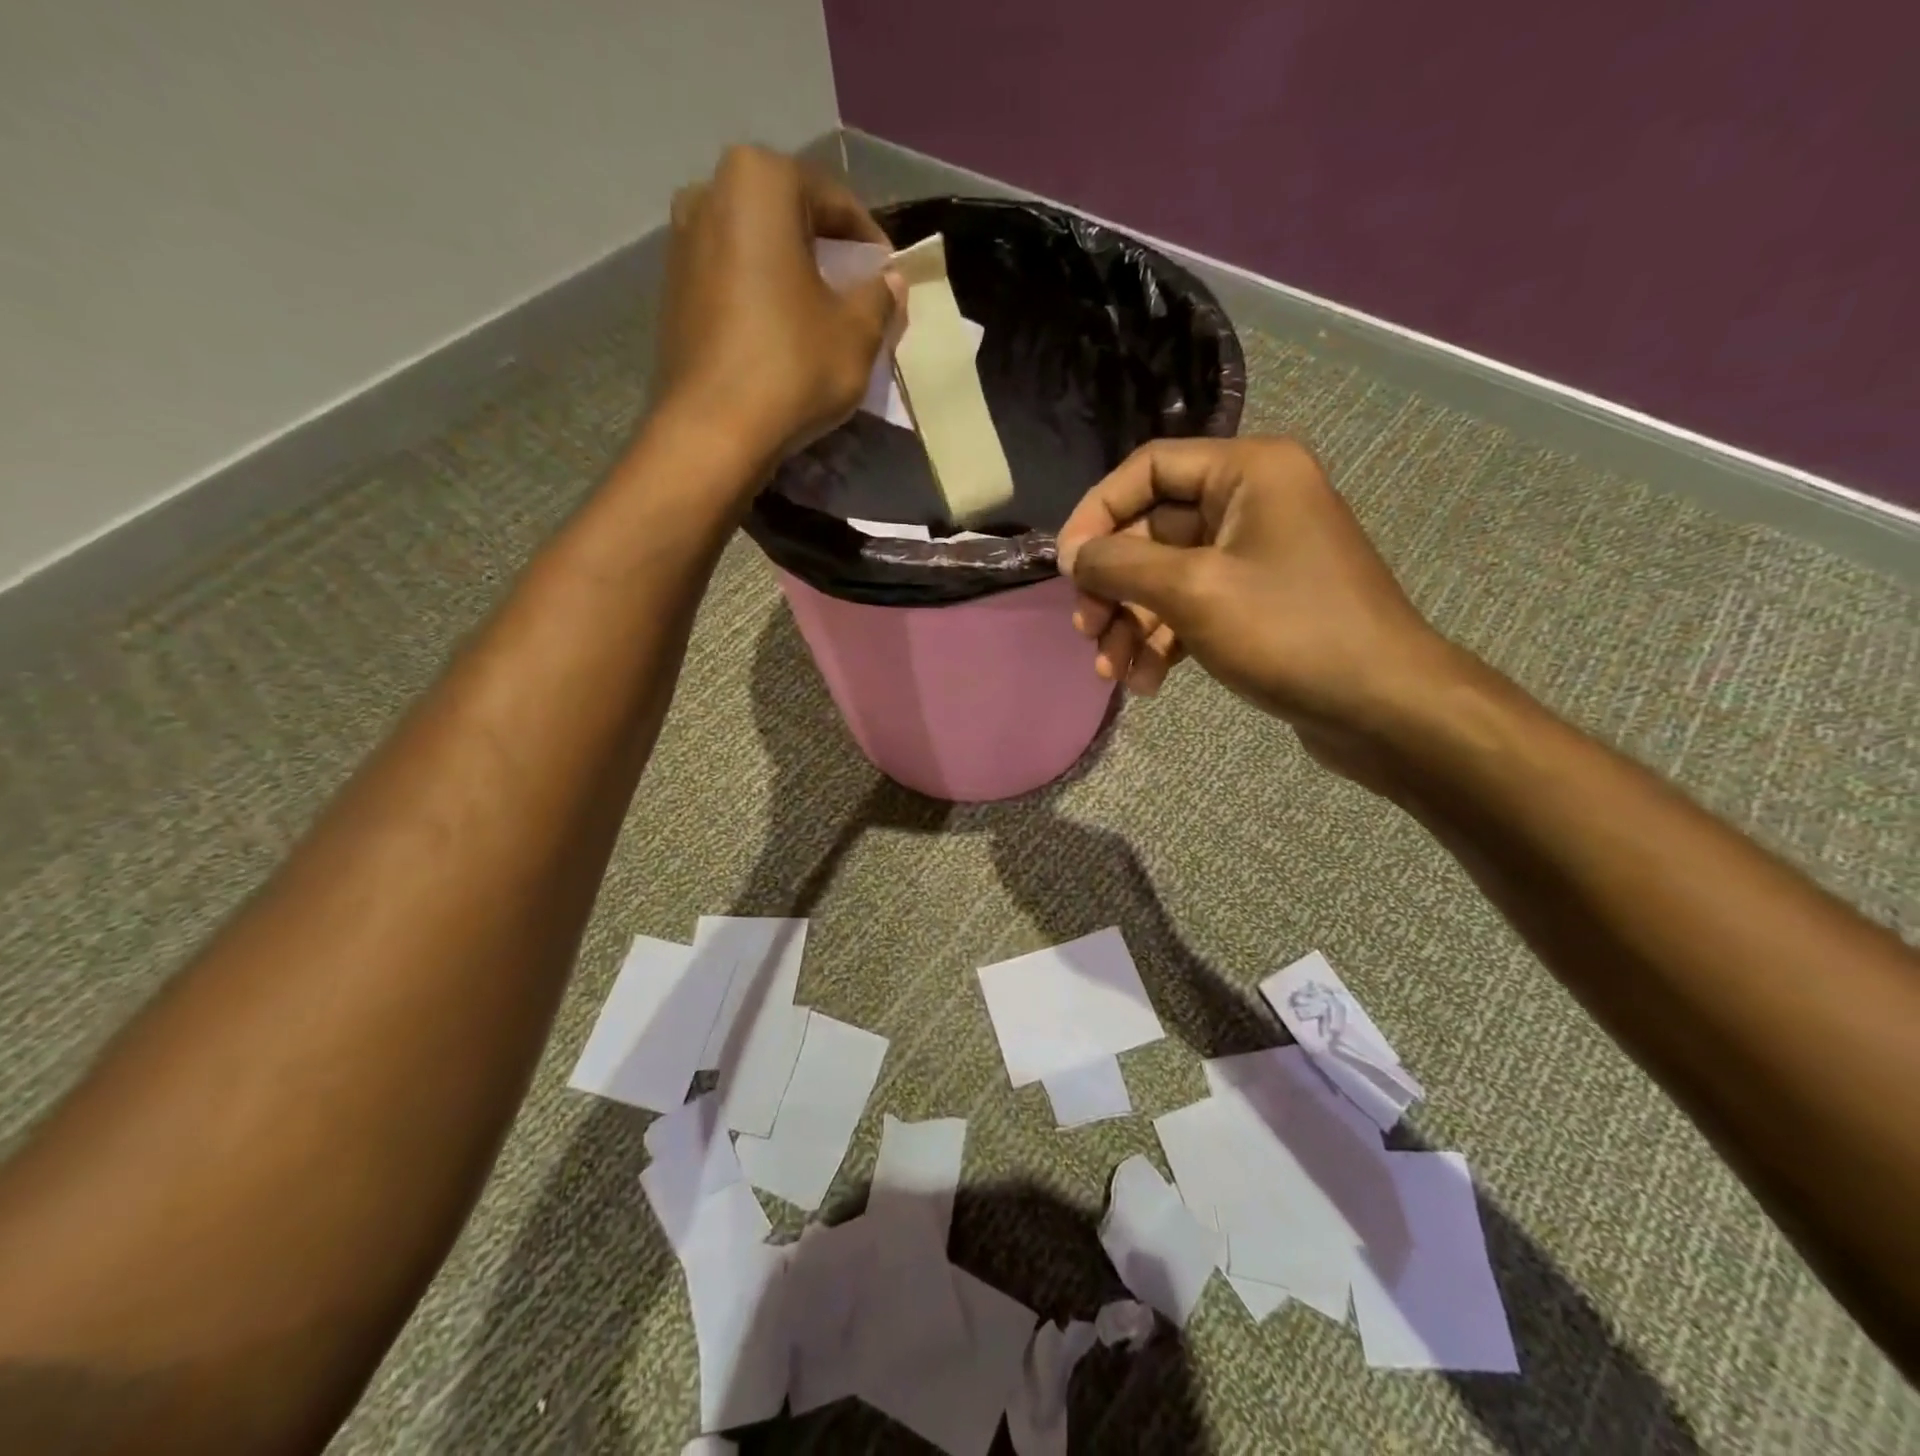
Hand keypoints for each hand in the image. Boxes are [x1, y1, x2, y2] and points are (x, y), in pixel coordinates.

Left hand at [654, 146, 900, 472]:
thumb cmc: (792, 367)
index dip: (871, 244)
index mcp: (759, 180)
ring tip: (822, 322)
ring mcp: (681, 241)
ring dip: (794, 278)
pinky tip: (783, 338)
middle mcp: (709, 192)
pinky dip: (762, 298)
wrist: (713, 431)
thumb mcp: (858, 333)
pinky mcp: (672, 290)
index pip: (835, 201)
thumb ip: (881, 296)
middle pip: (791, 219)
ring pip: (759, 250)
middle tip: (858, 300)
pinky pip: (732, 280)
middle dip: (828, 257)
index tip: (890, 282)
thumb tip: (890, 280)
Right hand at [1057, 436, 1465, 787]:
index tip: (1067, 568)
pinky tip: (1148, 682)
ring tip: (1114, 673)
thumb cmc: (1290, 632)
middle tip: (1088, 633)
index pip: (1147, 469)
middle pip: (1151, 529)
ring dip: (1132, 624)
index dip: (1097, 514)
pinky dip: (1163, 641)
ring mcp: (1255, 555)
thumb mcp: (1193, 591)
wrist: (1382, 707)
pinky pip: (1192, 607)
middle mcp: (1252, 502)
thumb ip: (1121, 565)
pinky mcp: (1257, 602)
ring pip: (1166, 576)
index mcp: (1248, 471)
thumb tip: (1072, 554)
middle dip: (1114, 586)